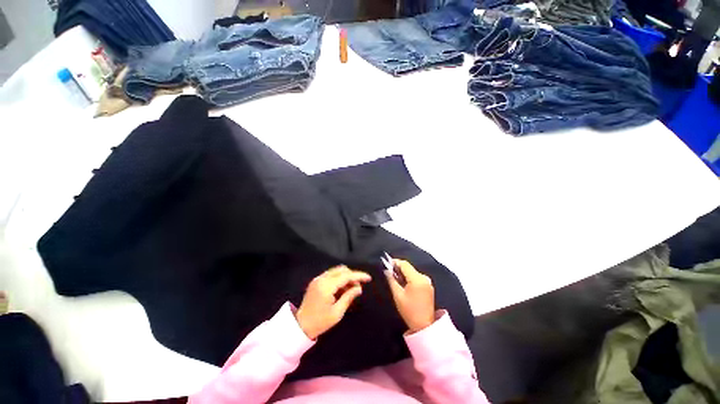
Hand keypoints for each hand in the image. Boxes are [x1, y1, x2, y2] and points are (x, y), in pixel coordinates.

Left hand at [296, 266, 370, 339]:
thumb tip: (359, 288)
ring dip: (346, 276)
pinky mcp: (316, 281)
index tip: (368, 278)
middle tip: (358, 287)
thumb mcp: (337, 313)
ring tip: (351, 288)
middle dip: (352, 276)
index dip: (358, 276)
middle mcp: (321, 279)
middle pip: (341, 270)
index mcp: (326, 287)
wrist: (300, 326)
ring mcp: (318, 279)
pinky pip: (331, 274)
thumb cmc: (320, 322)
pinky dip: (339, 278)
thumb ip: (348, 297)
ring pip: (336, 270)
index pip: (346, 276)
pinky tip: (342, 288)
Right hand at [385, 259, 434, 333]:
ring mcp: (427, 281)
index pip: (404, 264)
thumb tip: (386, 270)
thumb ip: (391, 280)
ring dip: (404, 274)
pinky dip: (409, 278)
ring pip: (412, 272)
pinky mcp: (428, 286)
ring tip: (395, 280)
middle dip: (398, 269)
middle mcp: (424, 277)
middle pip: (409, 267)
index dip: (395, 262)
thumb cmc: (409, 311)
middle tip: (389, 274)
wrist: (425, 326)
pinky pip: (416, 277)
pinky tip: (404, 285)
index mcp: (417, 279)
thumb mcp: (397, 295)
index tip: (386, 265)